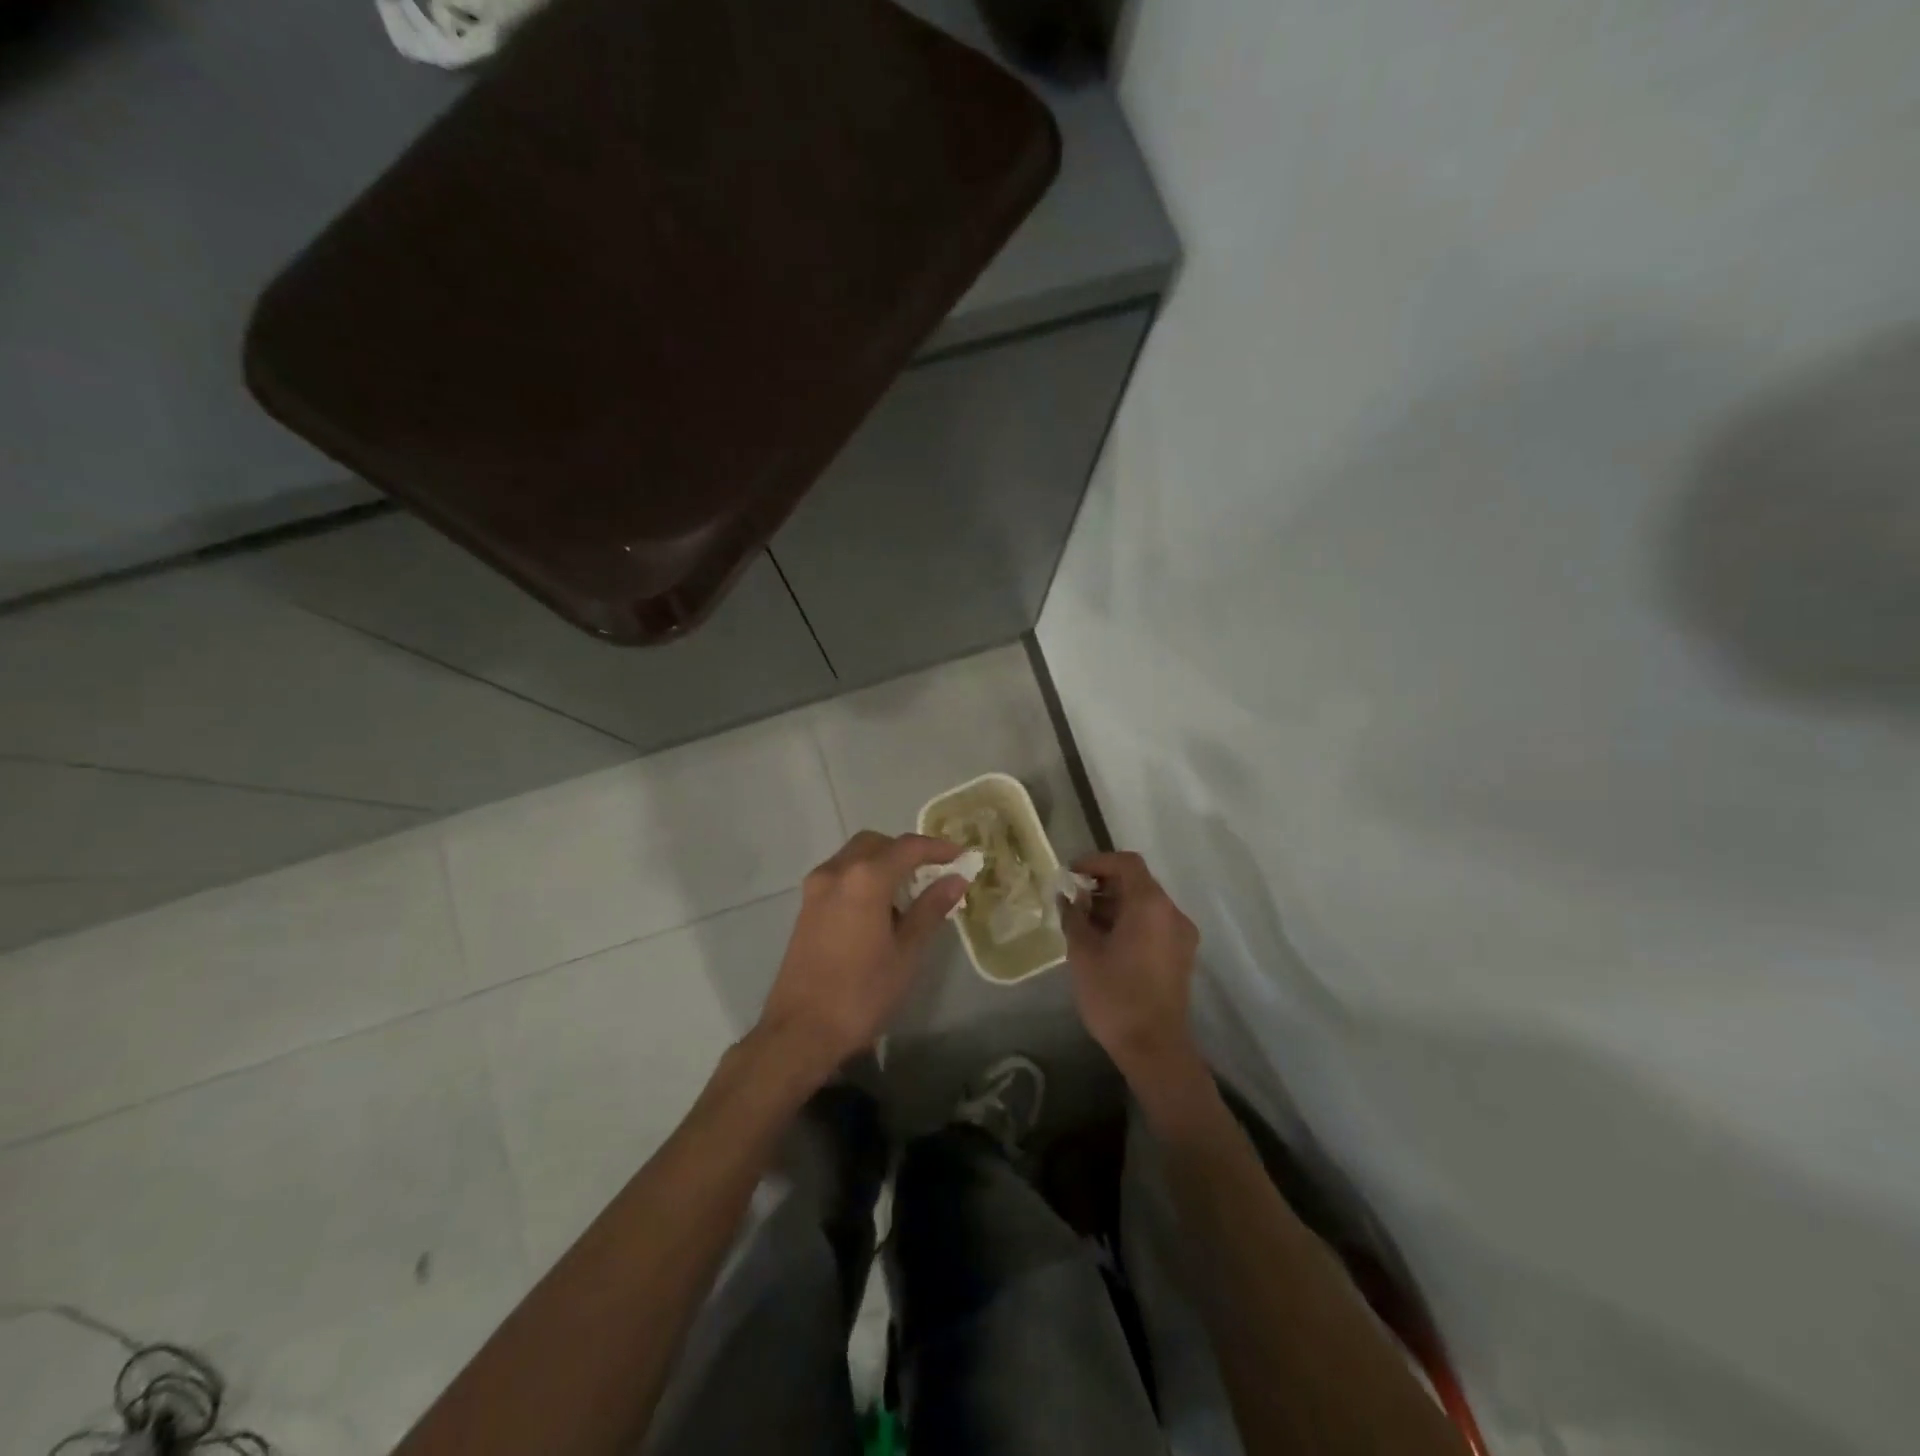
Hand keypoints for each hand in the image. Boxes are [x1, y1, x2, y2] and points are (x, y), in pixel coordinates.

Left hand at [756, 831, 967, 1077]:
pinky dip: (863, 876)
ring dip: (883, 862)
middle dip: (906, 850)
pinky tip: (879, 907)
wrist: (800, 1030)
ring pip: (854, 856)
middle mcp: (836, 872)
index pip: (907, 847)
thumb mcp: (906, 953)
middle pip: (876, 844)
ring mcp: (816, 888)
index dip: (937, 848)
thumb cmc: (861, 993)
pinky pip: (840, 874)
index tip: (960, 856)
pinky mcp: (806, 906)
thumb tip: (956, 879)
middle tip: (933, 872)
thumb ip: (930, 909)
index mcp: (865, 879)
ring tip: (909, 892)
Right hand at [1062, 851, 1200, 1082]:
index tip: (1071, 874)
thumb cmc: (1115, 995)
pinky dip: (1130, 922)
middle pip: (1138, 882)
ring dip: (1116, 905)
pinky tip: (1105, 942)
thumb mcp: (1083, 953)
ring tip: (1084, 923)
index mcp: (1150, 904)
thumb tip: (1068, 898)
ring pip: (1146, 905)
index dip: (1096, 862)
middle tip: (1073, 900)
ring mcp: (1181, 935)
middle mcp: (1172, 912)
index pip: (1126, 863)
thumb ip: (1074, 917)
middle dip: (1103, 885)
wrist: (1155, 1049)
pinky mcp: (1181, 956)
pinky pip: (1154, 924)